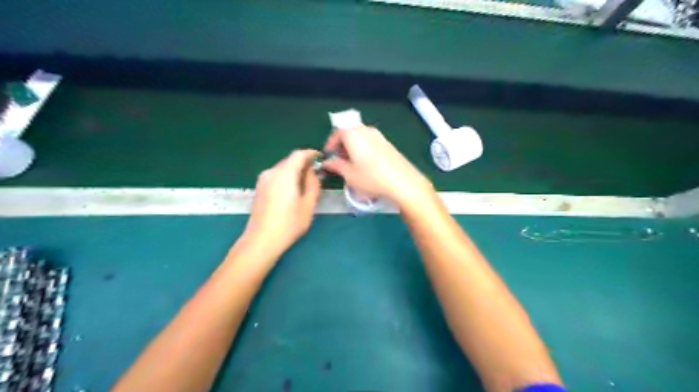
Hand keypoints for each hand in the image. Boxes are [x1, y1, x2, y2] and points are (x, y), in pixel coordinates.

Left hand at [243, 148, 321, 253]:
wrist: (261, 240)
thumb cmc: (289, 223)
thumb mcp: (309, 204)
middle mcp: (271, 172)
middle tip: (316, 175)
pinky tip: (293, 191)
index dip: (311, 153)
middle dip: (304, 164)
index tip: (321, 158)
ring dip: (295, 172)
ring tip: (306, 185)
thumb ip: (313, 184)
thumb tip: (312, 172)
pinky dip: (287, 178)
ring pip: (283, 169)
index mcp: (284, 173)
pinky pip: (276, 176)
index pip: (299, 154)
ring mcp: (263, 180)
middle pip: (290, 160)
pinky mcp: (259, 188)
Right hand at [321, 127, 431, 206]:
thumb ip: (336, 166)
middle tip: (338, 160)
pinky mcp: (389, 144)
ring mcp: (379, 136)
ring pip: (361, 137)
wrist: (403, 182)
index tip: (328, 155)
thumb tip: (328, 162)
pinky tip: (366, 165)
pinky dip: (364, 149)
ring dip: (353, 147)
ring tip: (351, 164)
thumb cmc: (371, 178)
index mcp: (353, 134)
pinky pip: (371, 142)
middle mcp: (366, 130)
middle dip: (342, 145)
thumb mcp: (349, 175)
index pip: (337, 132)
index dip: (330, 144)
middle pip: (350, 132)